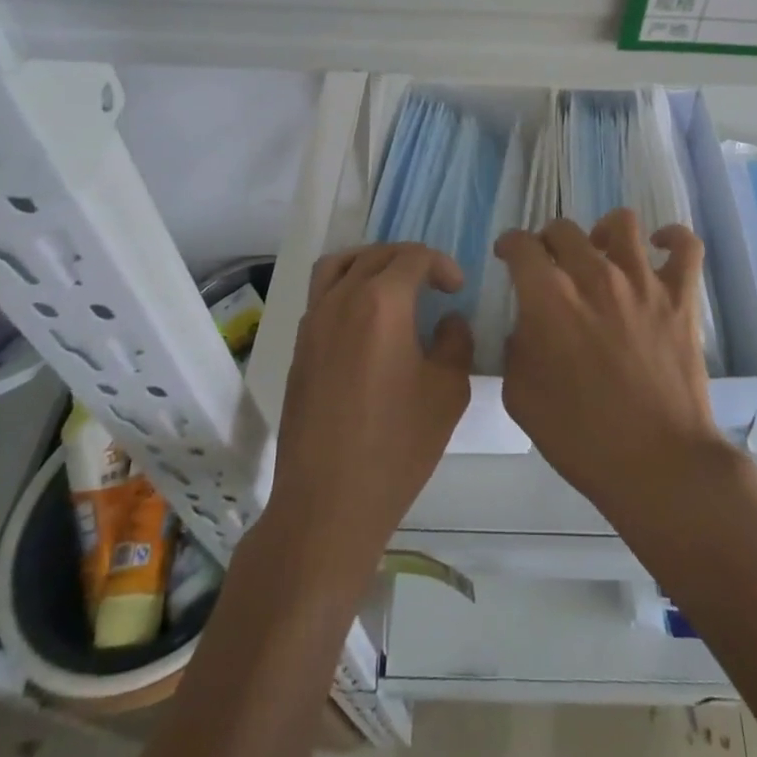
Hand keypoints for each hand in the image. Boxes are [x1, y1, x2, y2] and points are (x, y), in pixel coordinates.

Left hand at [266, 243, 473, 569]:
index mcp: (381, 302)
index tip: (457, 290)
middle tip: (433, 283)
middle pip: (375, 254)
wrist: (327, 502)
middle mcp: (341, 300)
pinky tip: (366, 321)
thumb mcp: (447, 392)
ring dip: (369, 262)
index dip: (441, 265)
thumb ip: (455, 342)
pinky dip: (345, 287)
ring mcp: (312, 322)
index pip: (413, 257)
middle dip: (409, 259)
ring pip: (338, 265)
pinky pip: (321, 295)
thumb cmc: (396, 446)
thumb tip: (448, 321)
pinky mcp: (298, 348)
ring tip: (392, 284)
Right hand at [496, 211, 735, 527]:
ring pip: (620, 223)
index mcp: (550, 298)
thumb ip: (516, 347)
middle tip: (550, 264)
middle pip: (564, 229)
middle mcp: (595, 275)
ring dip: (601, 232)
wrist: (657, 464)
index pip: (522, 245)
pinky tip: (659, 246)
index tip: (508, 255)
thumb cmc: (581, 438)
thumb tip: (527, 324)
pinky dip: (671, 238)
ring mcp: (643, 281)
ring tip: (600, 252)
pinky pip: (685, 246)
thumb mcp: (521, 396)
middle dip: (548, 241)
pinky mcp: (681, 296)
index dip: (510, 245)